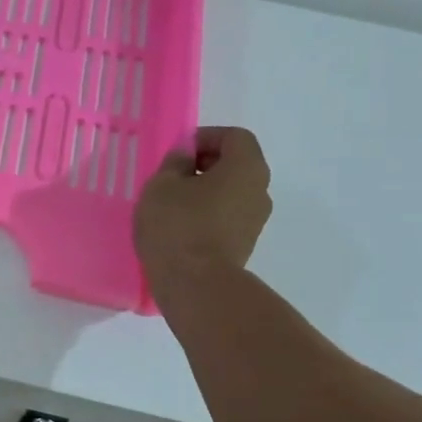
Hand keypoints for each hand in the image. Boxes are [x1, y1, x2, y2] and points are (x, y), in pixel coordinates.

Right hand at [134, 126, 272, 295]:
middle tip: (172, 177)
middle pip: (236, 165)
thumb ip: (174, 163)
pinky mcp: (244, 245)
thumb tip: (185, 158)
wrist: (195, 284)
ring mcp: (255, 221)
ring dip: (205, 193)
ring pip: (231, 194)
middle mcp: (260, 190)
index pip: (234, 137)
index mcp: (246, 167)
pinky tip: (181, 228)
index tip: (178, 152)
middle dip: (205, 165)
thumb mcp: (161, 186)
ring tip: (173, 206)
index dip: (205, 137)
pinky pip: (226, 218)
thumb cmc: (177, 225)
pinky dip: (207, 215)